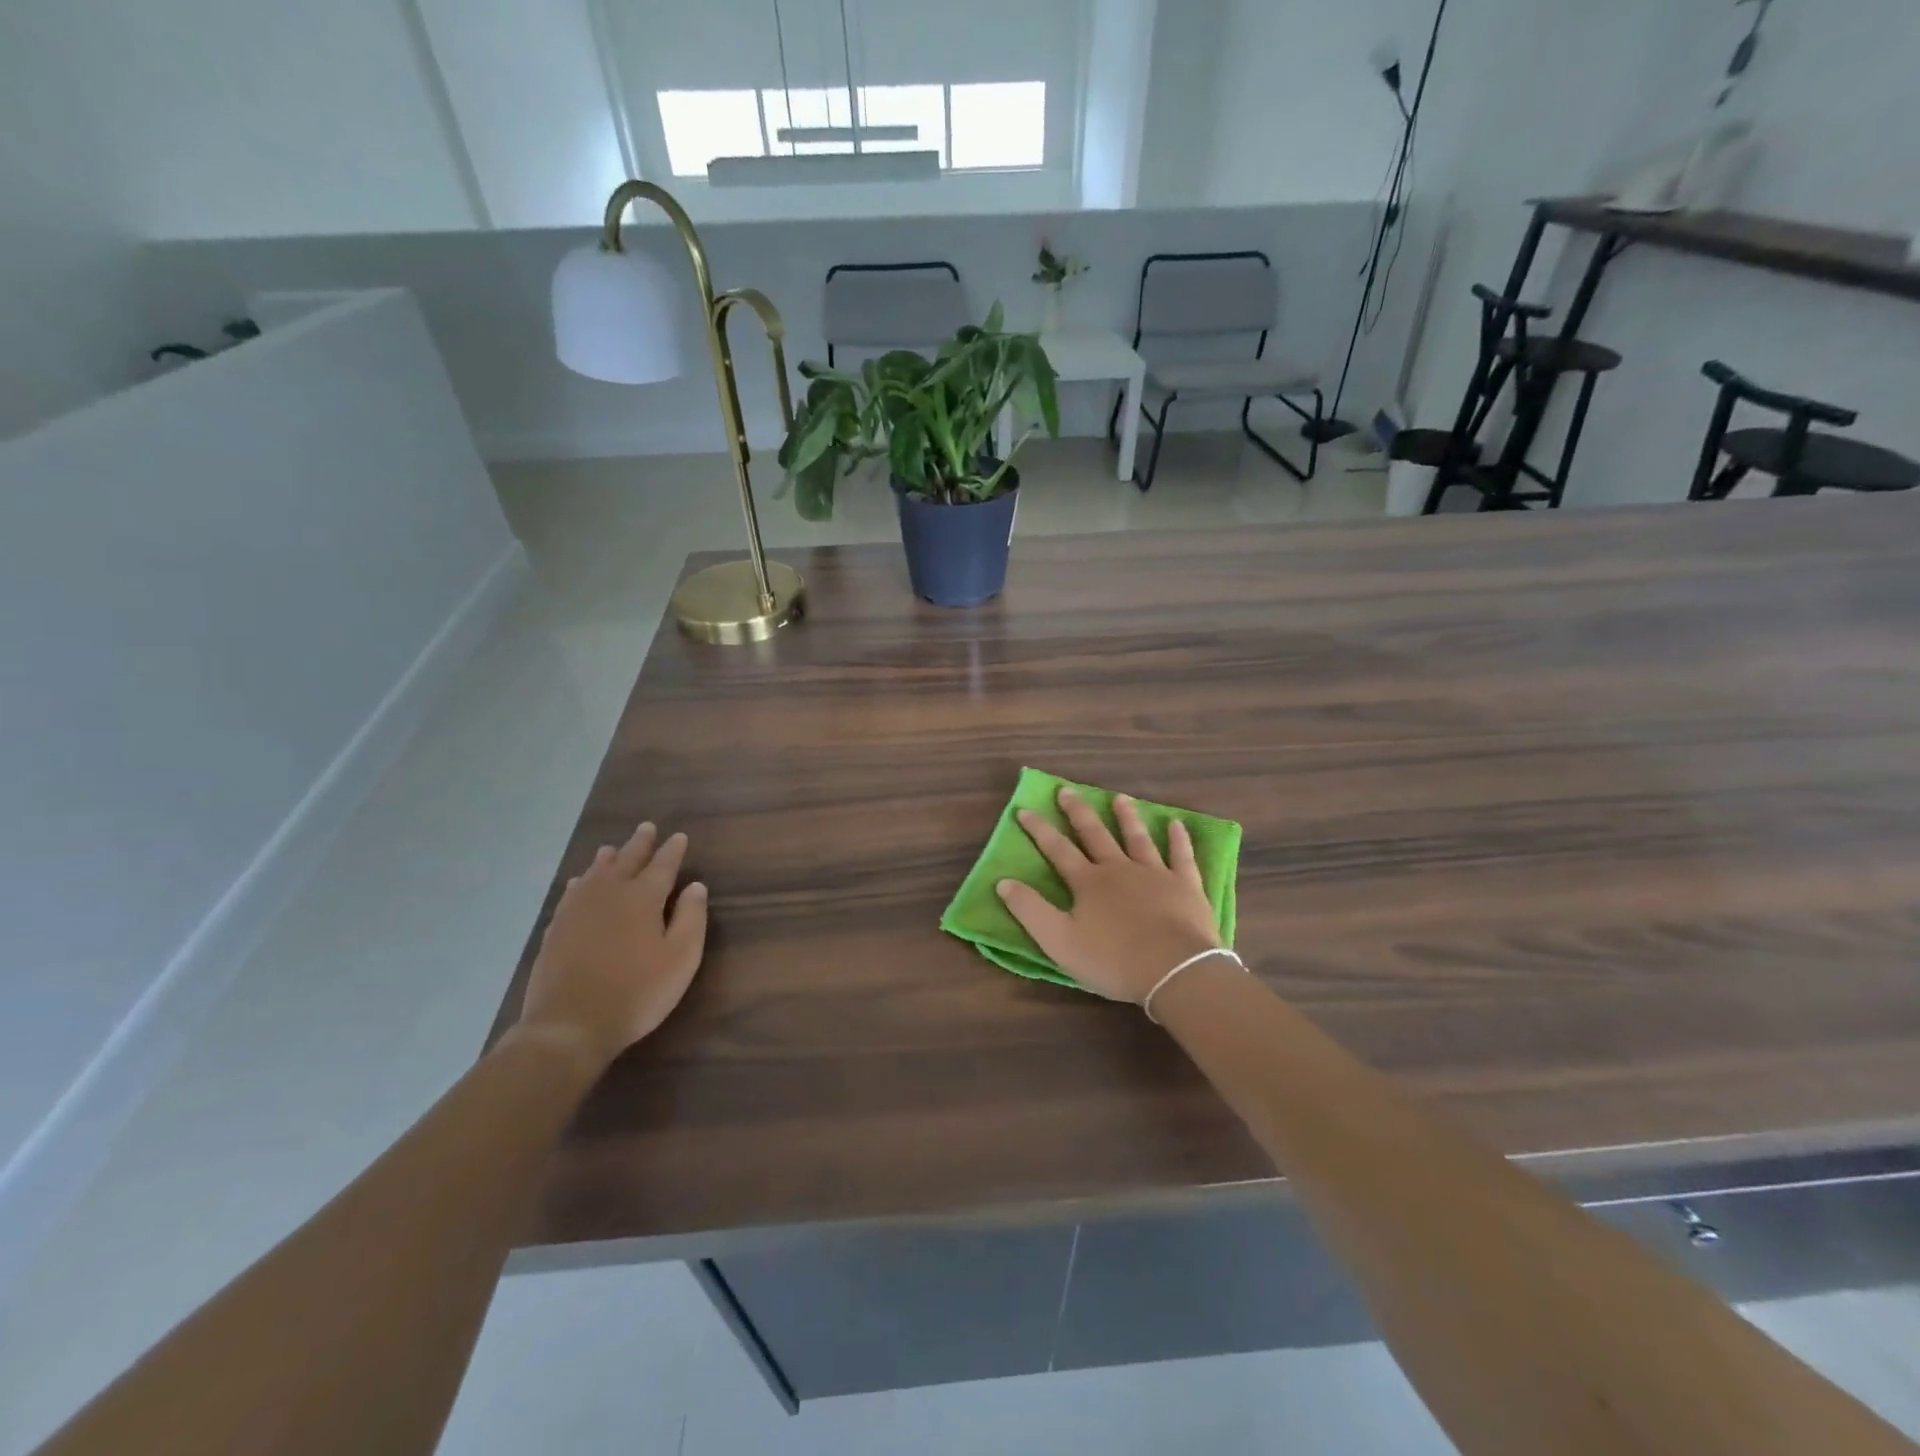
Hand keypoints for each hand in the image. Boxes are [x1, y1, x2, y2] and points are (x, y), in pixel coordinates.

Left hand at [515, 822, 708, 1071]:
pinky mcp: (556, 929)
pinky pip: (571, 893)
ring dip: (607, 858)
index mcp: (643, 897)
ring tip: (612, 849)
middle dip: (640, 844)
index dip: (672, 850)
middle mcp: (609, 893)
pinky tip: (579, 883)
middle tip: (647, 827)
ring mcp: (577, 909)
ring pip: (595, 873)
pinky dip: (580, 882)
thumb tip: (696, 886)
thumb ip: (691, 918)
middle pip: (626, 860)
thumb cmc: (637, 992)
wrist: (569, 1024)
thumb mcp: (681, 958)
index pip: (663, 865)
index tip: (679, 837)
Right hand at [996, 789, 1222, 1004]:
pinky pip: (1181, 856)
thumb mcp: (1059, 941)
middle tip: (1067, 790)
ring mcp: (1155, 874)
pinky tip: (1177, 824)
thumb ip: (1030, 910)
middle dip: (1078, 812)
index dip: (1039, 829)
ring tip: (1119, 798)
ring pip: (1138, 838)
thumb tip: (1003, 882)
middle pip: (1095, 835)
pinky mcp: (1185, 886)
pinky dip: (1179, 839)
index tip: (1024, 809)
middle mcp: (1119, 869)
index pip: (1057, 849)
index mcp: (1088, 882)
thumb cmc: (1112, 960)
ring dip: (1127, 817)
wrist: (1174, 970)